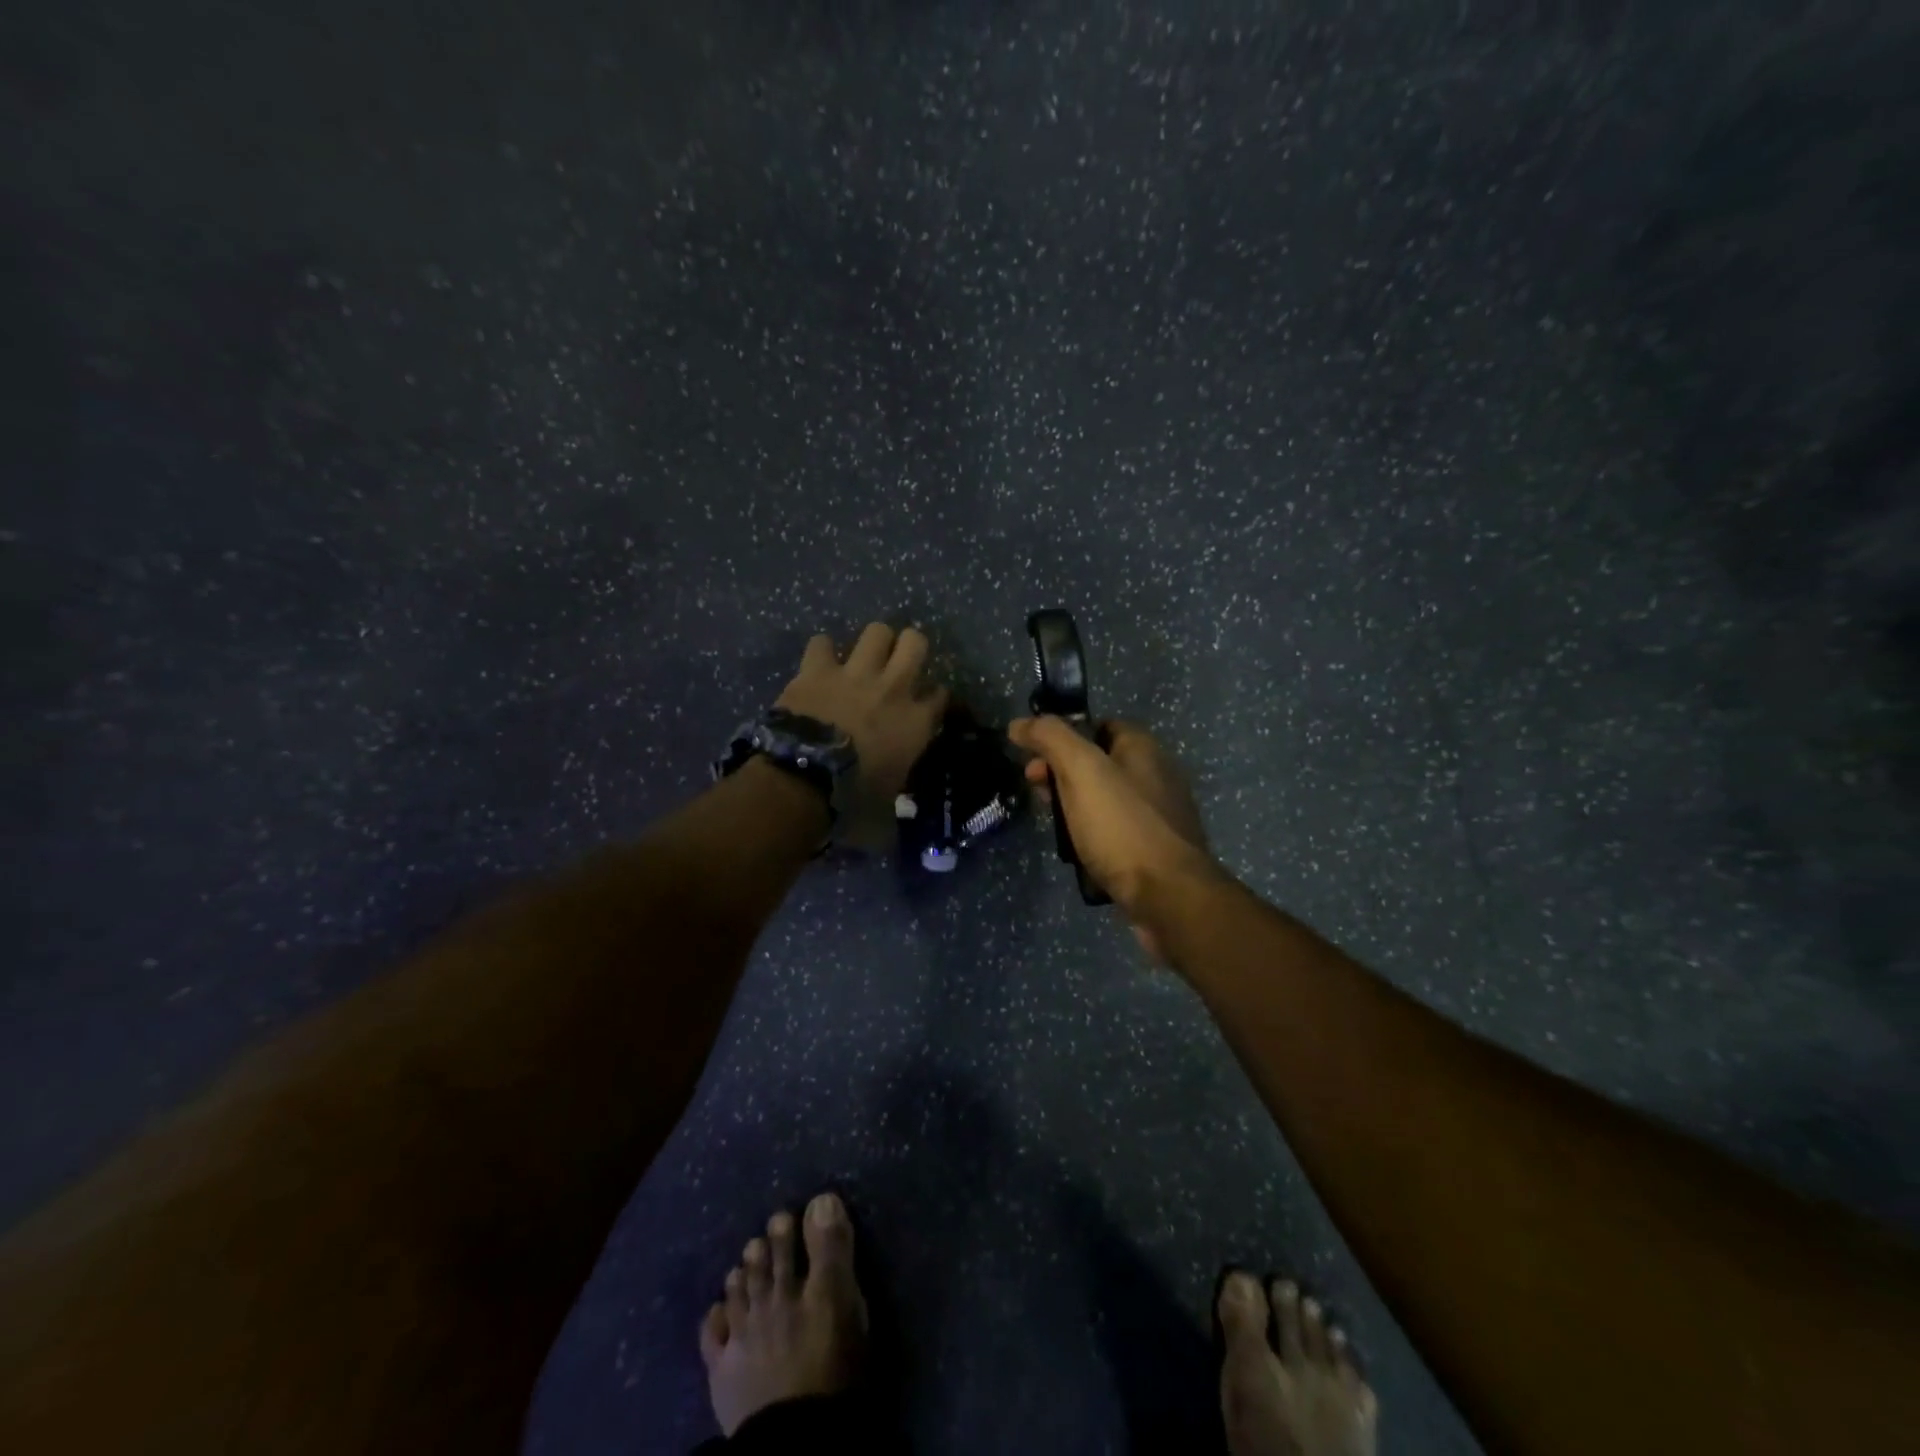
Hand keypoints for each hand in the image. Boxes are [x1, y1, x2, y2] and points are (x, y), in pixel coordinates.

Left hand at [777, 624, 948, 847]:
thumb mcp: (885, 810)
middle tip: (899, 663)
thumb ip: (895, 807)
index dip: (935, 697)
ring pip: (877, 631)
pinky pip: (823, 643)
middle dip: (911, 647)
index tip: (928, 705)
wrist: (804, 780)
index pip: (941, 695)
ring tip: (864, 657)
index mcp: (917, 722)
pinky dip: (822, 652)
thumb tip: (891, 834)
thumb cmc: (852, 800)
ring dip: (873, 642)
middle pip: (916, 642)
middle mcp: (893, 688)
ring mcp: (855, 673)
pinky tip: (820, 664)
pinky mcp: (818, 669)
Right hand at [1008, 717, 1220, 958]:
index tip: (1034, 761)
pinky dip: (1094, 839)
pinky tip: (1080, 854)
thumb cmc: (1122, 826)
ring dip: (1074, 811)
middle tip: (1039, 797)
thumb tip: (1019, 723)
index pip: (1096, 726)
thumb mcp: (1081, 770)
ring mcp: (1159, 815)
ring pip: (1104, 801)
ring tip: (1056, 831)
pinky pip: (1115, 833)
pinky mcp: (1156, 850)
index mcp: (1143, 748)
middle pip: (1097, 764)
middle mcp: (1156, 775)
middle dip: (1061, 777)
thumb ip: (1050, 738)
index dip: (1061, 738)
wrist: (1169, 896)